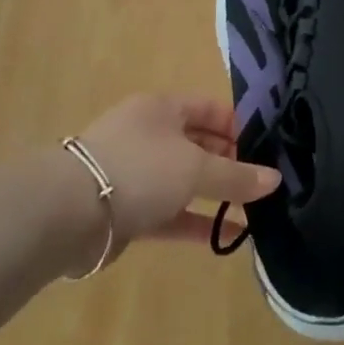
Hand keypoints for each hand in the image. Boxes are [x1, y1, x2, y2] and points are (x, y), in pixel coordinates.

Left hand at [72, 93, 279, 253]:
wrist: (67, 213)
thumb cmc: (139, 170)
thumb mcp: (196, 168)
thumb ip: (237, 176)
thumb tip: (275, 179)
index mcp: (161, 110)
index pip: (208, 109)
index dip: (238, 125)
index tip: (266, 146)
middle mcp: (148, 136)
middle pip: (198, 144)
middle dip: (230, 162)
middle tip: (264, 181)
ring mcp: (136, 175)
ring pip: (185, 182)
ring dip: (216, 195)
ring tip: (255, 209)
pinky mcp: (128, 212)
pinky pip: (172, 214)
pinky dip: (198, 222)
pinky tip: (232, 236)